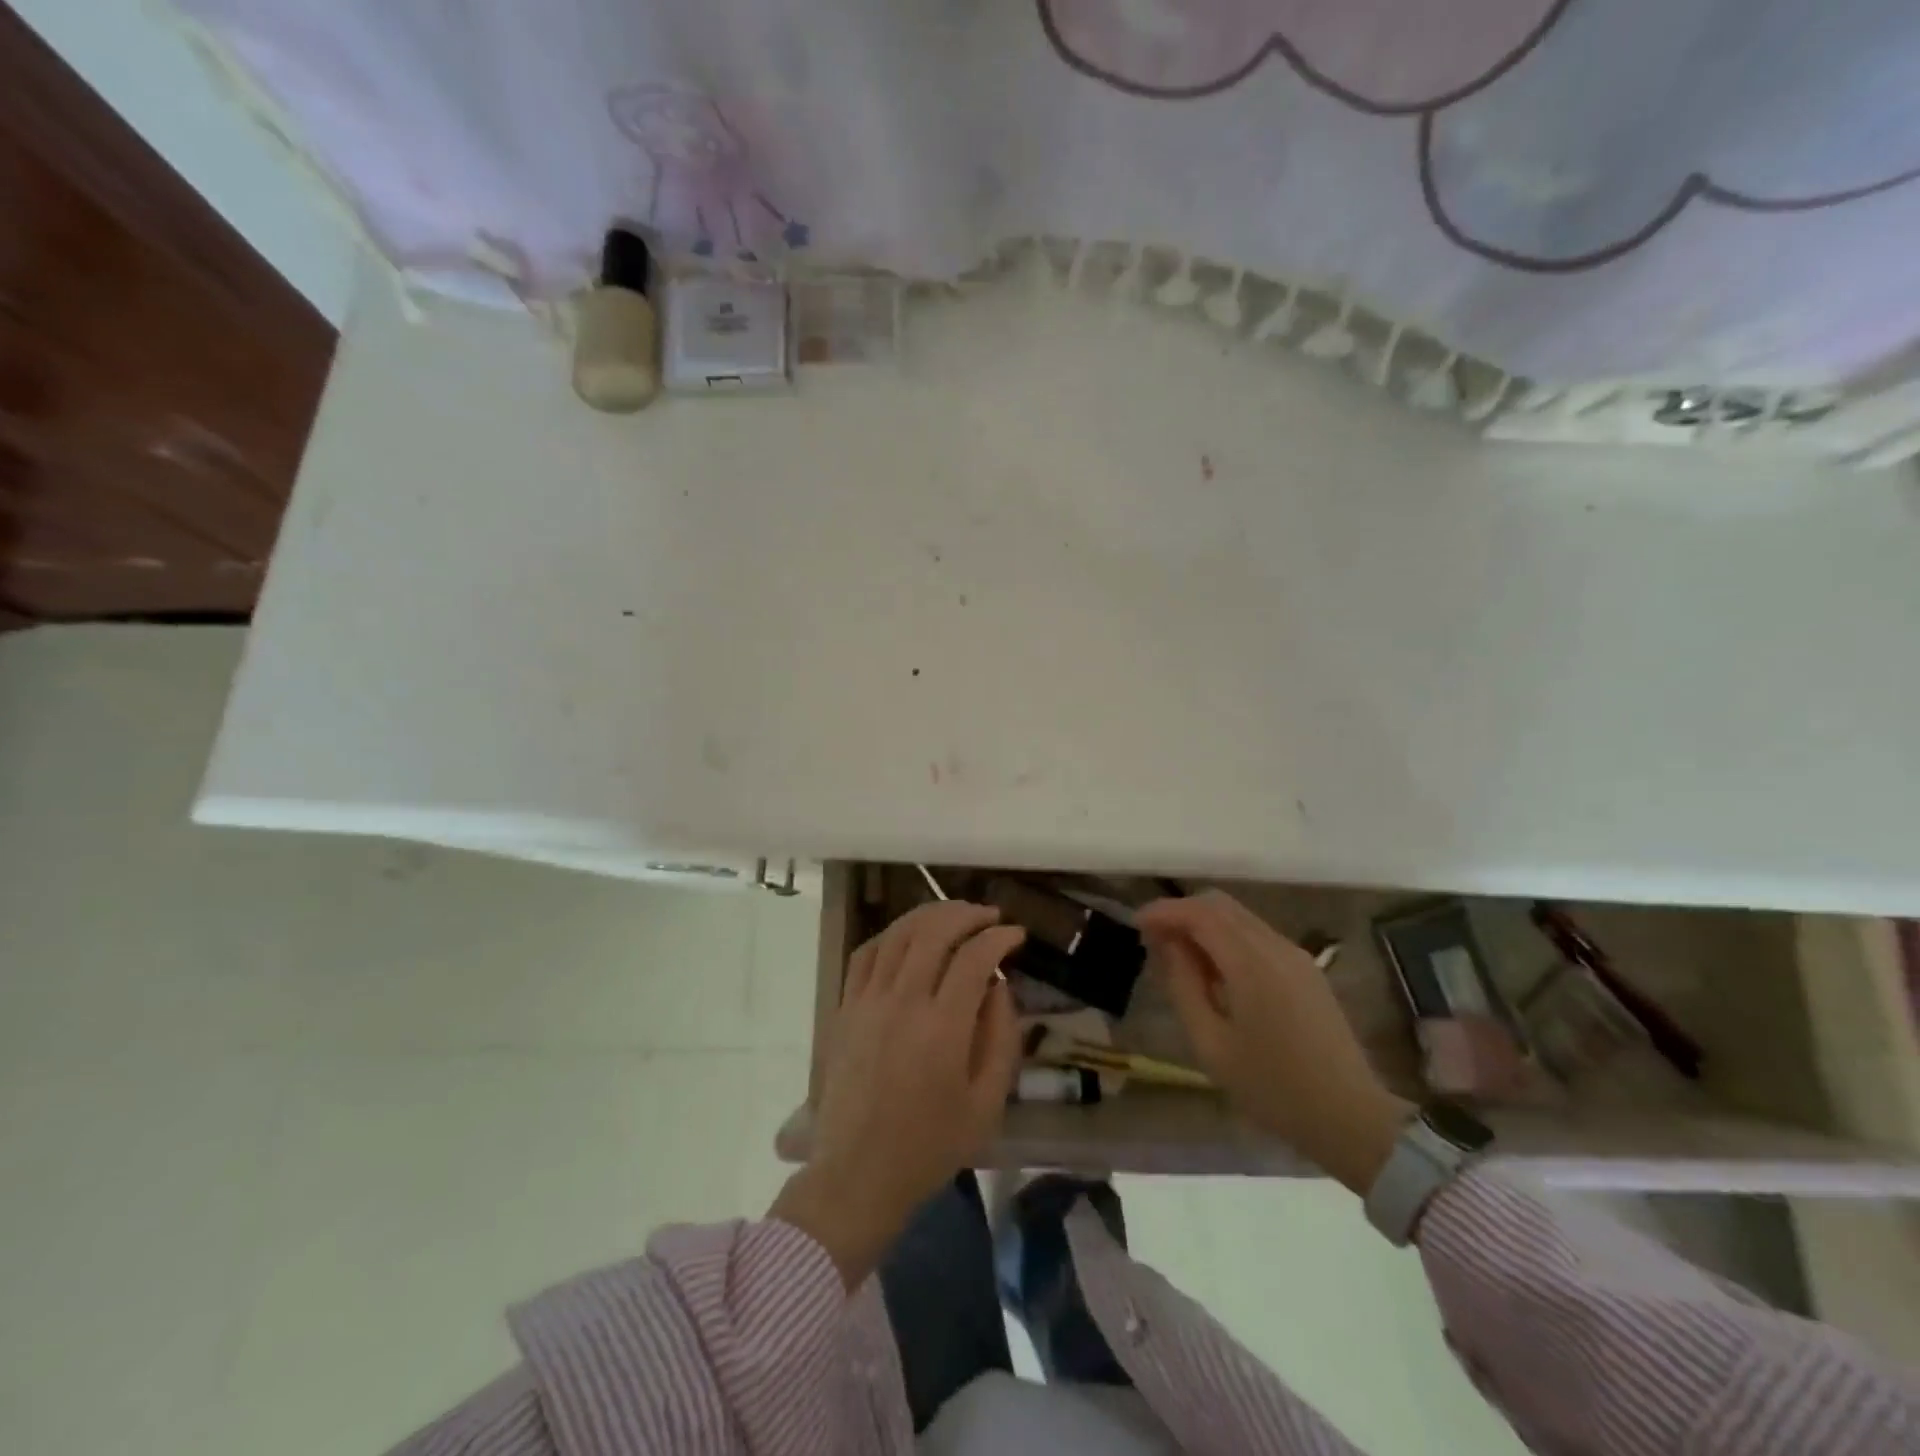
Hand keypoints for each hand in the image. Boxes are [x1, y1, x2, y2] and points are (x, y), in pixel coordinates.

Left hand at [771, 901, 1025, 1288]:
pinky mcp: (845, 1007)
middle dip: (967, 914)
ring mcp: (868, 1001)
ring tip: (954, 915)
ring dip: (930, 915)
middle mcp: (902, 1002)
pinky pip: (867, 953)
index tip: (1016, 934)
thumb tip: (999, 986)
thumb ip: (1001, 1038)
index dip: (999, 937)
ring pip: (899, 934)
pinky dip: (892, 934)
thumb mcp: (987, 1104)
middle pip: (934, 932)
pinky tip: (909, 935)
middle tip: (989, 916)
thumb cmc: (930, 1146)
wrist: (858, 1174)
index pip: (974, 958)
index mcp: (942, 1028)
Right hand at [1136, 891, 1412, 1195]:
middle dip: (1183, 912)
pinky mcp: (1306, 969)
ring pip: (1240, 917)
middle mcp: (1275, 946)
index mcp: (1251, 964)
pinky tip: (1216, 970)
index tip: (1136, 924)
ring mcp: (1296, 955)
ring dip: (1205, 923)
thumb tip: (1168, 945)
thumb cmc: (1273, 1088)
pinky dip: (1227, 937)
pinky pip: (1257, 934)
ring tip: (1180, 956)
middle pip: (1220, 904)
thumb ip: (1183, 986)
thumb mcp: (1211, 1044)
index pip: (1200, 914)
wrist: (1351, 1118)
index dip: (1164, 912)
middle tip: (1154, 939)